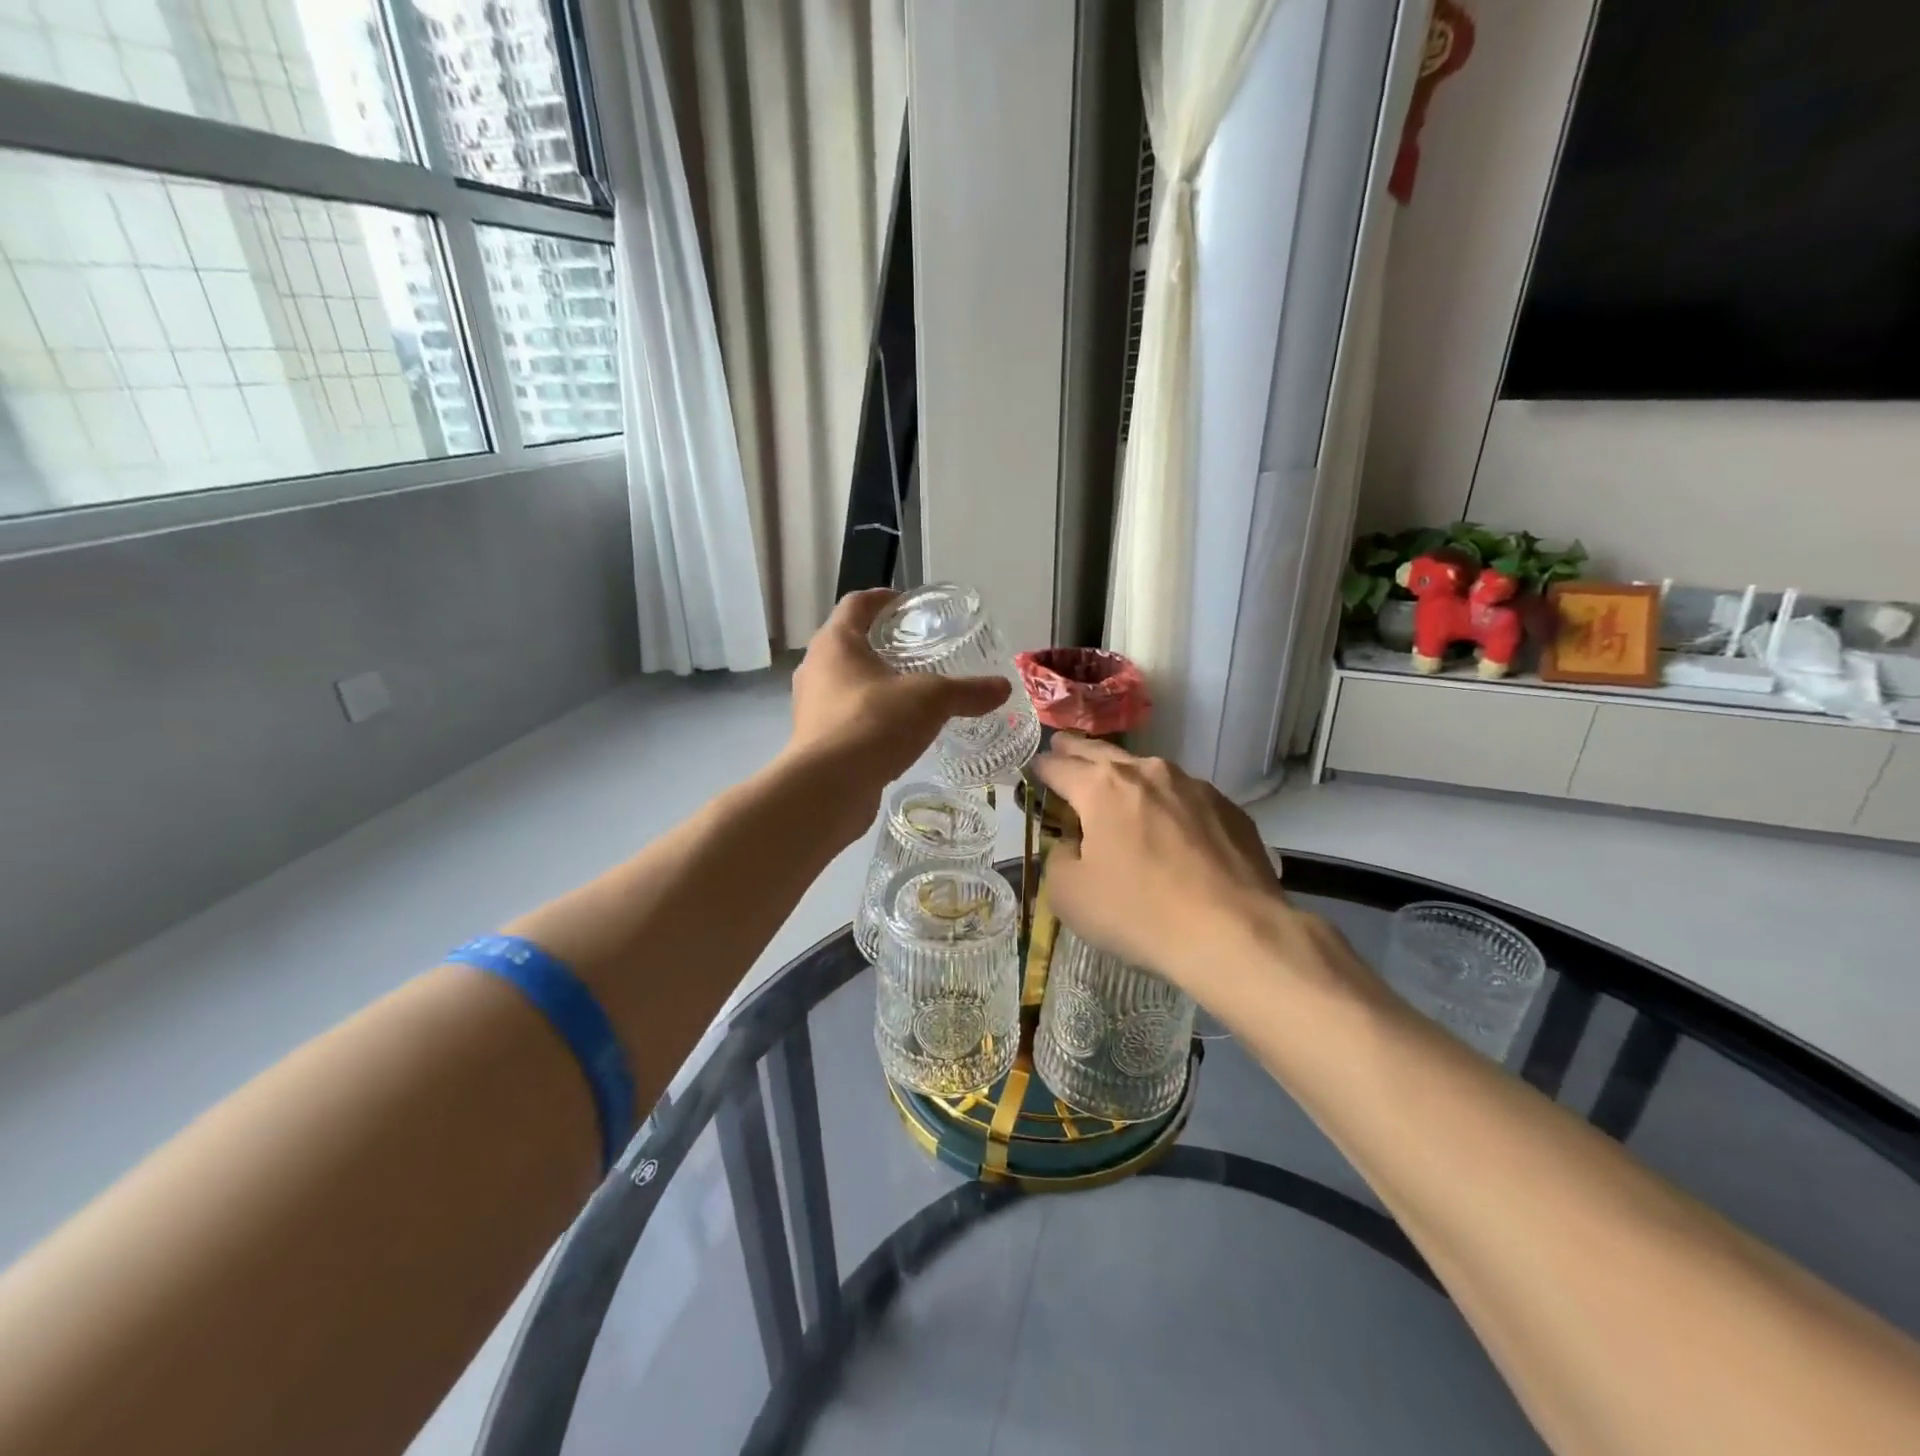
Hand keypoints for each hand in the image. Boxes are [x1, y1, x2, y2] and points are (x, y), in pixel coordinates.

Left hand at [788, 589, 1010, 809]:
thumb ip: (967, 691)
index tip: (907, 603)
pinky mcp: (814, 740)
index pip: (857, 604)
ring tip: (908, 691)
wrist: (828, 788)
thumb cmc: (874, 723)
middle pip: (847, 642)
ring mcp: (810, 705)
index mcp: (836, 642)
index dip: (882, 598)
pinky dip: (867, 715)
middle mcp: (815, 667)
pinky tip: (894, 730)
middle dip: (879, 643)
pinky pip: (843, 716)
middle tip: (915, 649)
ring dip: (872, 682)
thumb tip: (1002, 688)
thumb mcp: (931, 700)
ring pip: (844, 682)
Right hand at [1033, 736, 1283, 986]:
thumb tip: (1075, 845)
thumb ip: (1060, 858)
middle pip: (1101, 753)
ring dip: (1125, 772)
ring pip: (1147, 770)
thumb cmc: (1139, 912)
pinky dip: (1167, 801)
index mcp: (1101, 788)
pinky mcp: (1228, 808)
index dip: (1041, 768)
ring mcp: (1193, 787)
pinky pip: (1185, 796)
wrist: (1234, 932)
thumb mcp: (1070, 895)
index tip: (1034, 768)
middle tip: (1062, 746)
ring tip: (1114, 779)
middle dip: (1077, 749)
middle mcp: (1147, 774)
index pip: (1059, 768)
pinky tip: (1169, 822)